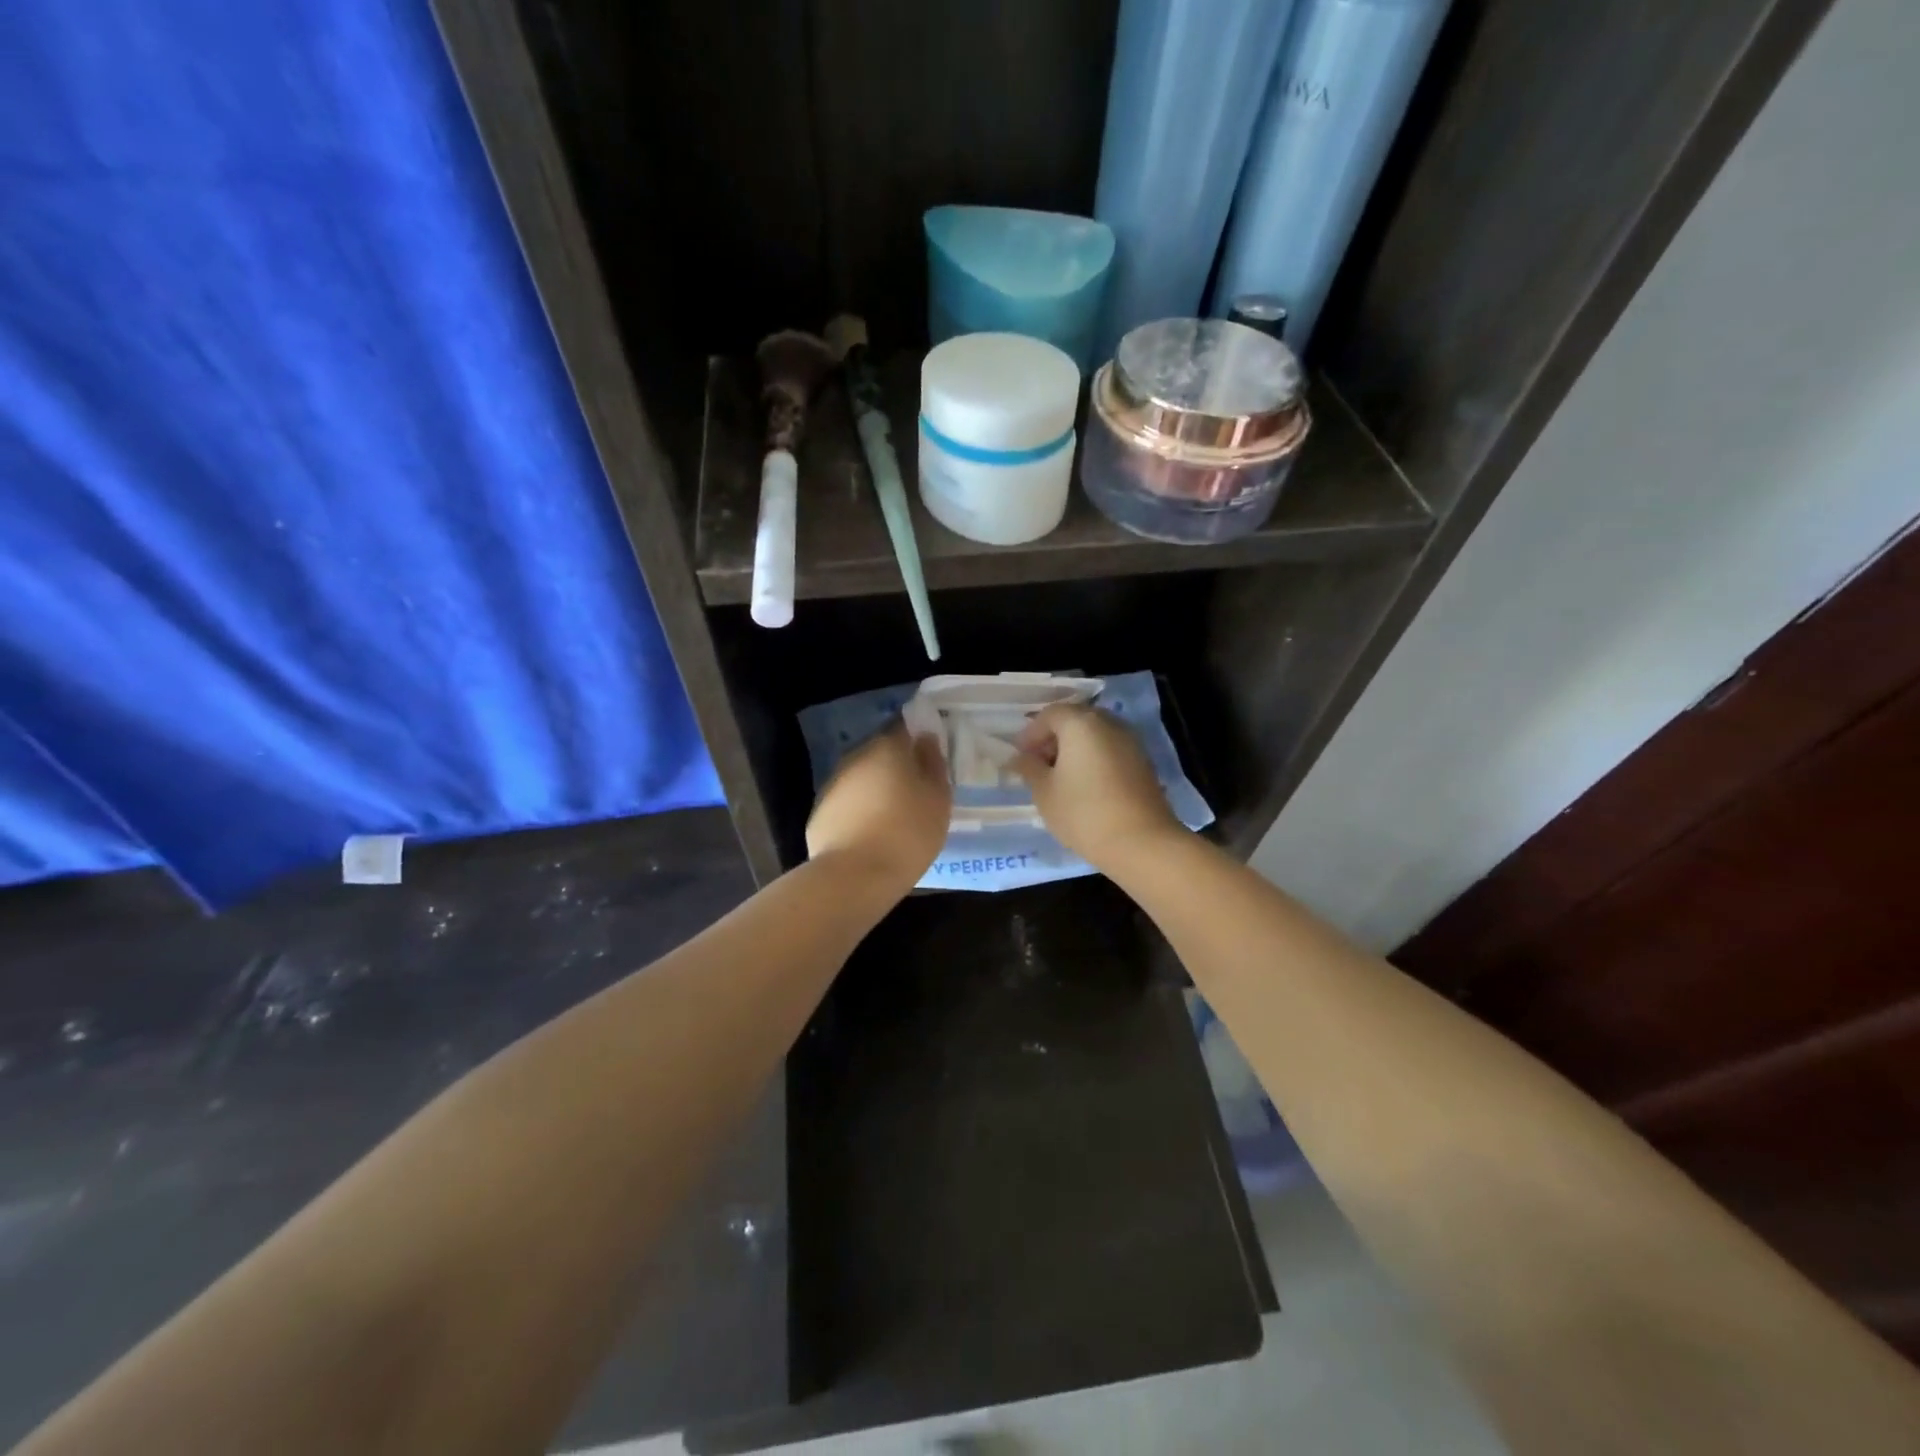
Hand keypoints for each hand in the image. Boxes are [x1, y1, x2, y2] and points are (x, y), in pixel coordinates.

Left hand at [806, 721, 950, 890]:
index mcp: (887, 747)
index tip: (930, 754)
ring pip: (861, 777)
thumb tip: (926, 740)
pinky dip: (859, 810)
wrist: (854, 876)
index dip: (918, 736)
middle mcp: (856, 756)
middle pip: (880, 752)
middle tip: (916, 789)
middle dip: (897, 765)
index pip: (904, 726)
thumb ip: (934, 765)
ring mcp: (833, 783)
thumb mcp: (938, 800)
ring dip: (876, 788)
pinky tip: (871, 833)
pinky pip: (847, 802)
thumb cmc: (907, 833)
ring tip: (894, 815)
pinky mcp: (819, 812)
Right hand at [1010, 704, 1184, 870]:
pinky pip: (1110, 750)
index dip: (1030, 733)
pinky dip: (1094, 759)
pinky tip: (1084, 786)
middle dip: (1053, 738)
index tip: (1019, 756)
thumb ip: (1029, 768)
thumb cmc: (1083, 813)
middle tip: (1037, 764)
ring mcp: (1131, 742)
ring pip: (1095, 735)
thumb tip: (1019, 758)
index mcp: (1081, 724)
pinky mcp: (1143, 763)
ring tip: (1059, 778)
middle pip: (1075, 720)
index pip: (1050, 714)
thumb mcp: (1044, 792)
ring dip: (1074, 749)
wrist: (1141, 842)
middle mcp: (1109, 724)